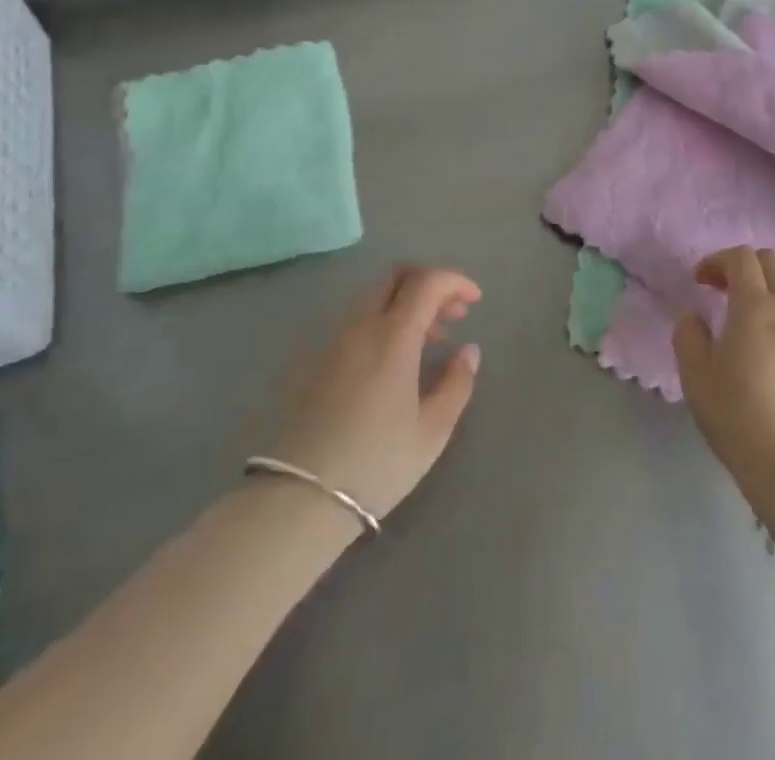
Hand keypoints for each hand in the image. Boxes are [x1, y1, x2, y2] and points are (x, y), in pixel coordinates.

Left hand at [269, 266, 481, 520]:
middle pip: (396, 276)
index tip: (475, 300)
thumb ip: (457, 383)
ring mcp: (332, 340)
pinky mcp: (313, 359)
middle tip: (453, 313)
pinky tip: (393, 358)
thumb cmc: (376, 464)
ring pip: (374, 297)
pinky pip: (355, 319)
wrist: (298, 499)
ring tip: (429, 340)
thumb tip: (469, 350)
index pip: (427, 281)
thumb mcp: (432, 431)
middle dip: (430, 284)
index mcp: (392, 335)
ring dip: (406, 303)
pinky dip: (382, 320)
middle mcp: (360, 325)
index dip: (455, 281)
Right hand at [674, 247, 774, 507]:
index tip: (699, 282)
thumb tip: (693, 315)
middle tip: (722, 291)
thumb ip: (688, 334)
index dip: (717, 260)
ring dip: (771, 286)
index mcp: (755, 306)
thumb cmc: (737, 416)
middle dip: (744, 267)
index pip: (741, 257)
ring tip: (752, 314)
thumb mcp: (695, 375)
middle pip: (772, 262)